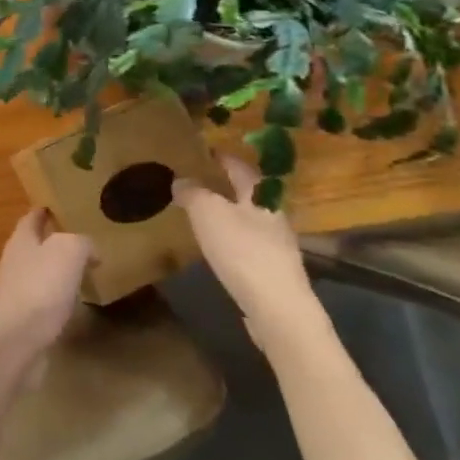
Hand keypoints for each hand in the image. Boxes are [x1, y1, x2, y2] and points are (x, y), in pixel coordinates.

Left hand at [0, 209, 91, 362]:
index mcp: (22, 240)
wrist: (14, 340)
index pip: (33, 217)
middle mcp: (16, 262)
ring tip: (84, 271)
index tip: (62, 206)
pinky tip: (75, 304)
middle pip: (35, 245)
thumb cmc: (39, 286)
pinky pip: (45, 302)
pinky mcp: (24, 320)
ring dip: (58, 272)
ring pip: (41, 274)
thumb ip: (81, 243)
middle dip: (55, 241)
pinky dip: (59, 300)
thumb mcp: (68, 251)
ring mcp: (17, 292)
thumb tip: (90, 251)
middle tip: (83, 241)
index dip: (46, 210)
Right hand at [172, 155, 327, 353]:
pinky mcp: (274, 271)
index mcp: (260, 195)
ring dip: (229, 212)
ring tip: (204, 213)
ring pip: (249, 219)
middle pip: (249, 193)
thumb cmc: (242, 251)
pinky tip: (219, 246)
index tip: (206, 150)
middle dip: (227, 185)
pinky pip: (249, 243)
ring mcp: (277, 245)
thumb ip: (193, 193)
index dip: (223, 157)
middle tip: (200, 180)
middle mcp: (273, 215)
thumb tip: (181, 180)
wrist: (278, 309)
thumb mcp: (208, 214)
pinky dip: (232, 237)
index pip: (240, 167)